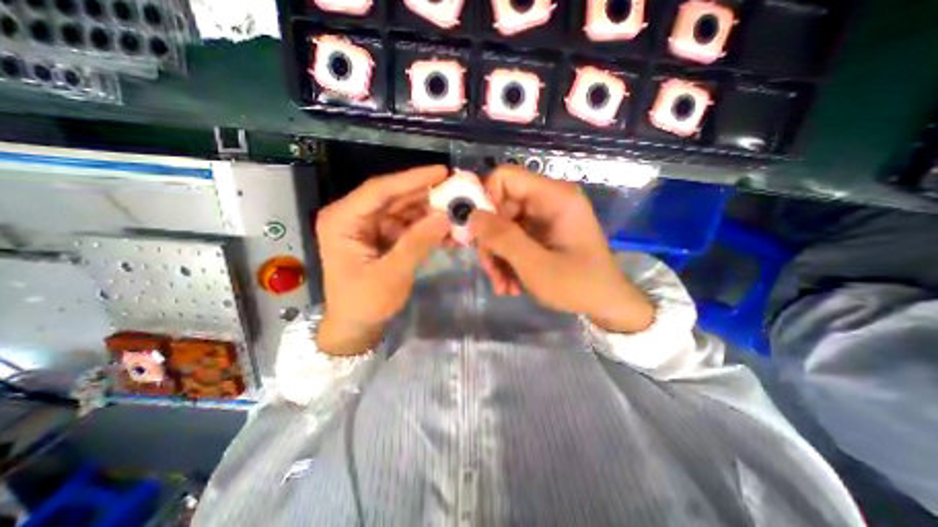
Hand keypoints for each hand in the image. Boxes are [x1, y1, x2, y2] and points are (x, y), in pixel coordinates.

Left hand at [314, 164, 449, 353]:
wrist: (356, 325)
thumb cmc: (365, 303)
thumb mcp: (392, 275)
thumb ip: (418, 243)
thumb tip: (446, 216)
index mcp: (342, 220)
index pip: (380, 190)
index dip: (412, 179)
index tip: (442, 171)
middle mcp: (353, 216)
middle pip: (394, 197)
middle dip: (426, 196)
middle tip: (456, 191)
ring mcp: (369, 226)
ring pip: (404, 210)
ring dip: (430, 213)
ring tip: (457, 213)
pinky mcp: (381, 236)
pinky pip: (407, 225)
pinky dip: (427, 228)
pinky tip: (447, 231)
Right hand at [469, 165, 652, 333]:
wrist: (606, 305)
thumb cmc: (577, 285)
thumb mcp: (535, 265)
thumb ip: (502, 238)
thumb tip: (471, 216)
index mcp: (554, 197)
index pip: (505, 177)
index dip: (485, 200)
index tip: (478, 233)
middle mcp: (548, 201)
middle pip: (500, 206)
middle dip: (491, 240)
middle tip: (490, 270)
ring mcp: (544, 218)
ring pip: (503, 227)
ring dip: (497, 257)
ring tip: (502, 286)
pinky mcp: (542, 234)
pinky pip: (513, 239)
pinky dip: (507, 261)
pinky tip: (510, 285)